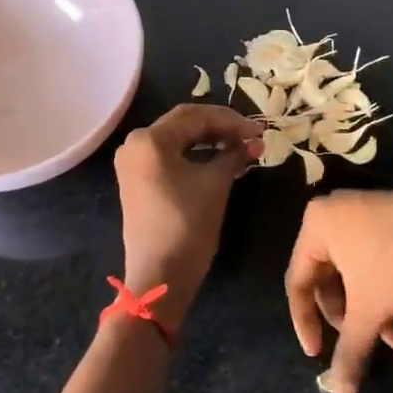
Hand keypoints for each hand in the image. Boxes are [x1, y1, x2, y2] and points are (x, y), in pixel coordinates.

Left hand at [114, 104, 263, 327]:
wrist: (161, 275)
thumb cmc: (188, 224)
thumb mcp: (216, 183)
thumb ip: (233, 154)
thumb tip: (252, 142)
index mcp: (150, 139)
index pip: (197, 116)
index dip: (232, 121)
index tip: (260, 130)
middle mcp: (135, 143)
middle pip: (185, 123)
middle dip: (221, 127)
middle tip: (252, 135)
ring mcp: (133, 163)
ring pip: (178, 139)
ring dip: (210, 139)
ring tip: (240, 146)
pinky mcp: (137, 180)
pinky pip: (169, 156)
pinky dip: (195, 154)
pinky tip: (219, 158)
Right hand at [285, 190, 392, 392]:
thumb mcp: (368, 313)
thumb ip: (349, 353)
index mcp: (318, 224)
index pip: (298, 282)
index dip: (305, 322)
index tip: (316, 354)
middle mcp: (339, 213)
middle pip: (336, 281)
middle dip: (359, 323)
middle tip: (374, 349)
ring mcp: (371, 213)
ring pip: (365, 277)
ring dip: (386, 316)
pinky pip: (385, 262)